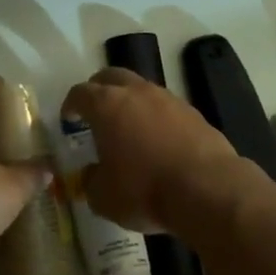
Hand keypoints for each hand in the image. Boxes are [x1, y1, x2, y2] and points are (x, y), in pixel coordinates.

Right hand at [61, 68, 239, 232]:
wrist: (207, 188)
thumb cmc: (145, 190)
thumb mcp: (104, 197)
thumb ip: (91, 181)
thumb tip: (92, 174)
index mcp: (107, 105)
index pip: (80, 93)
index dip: (71, 104)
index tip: (68, 117)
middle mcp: (136, 92)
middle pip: (111, 77)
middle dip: (99, 89)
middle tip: (94, 110)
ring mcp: (167, 98)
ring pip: (141, 89)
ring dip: (130, 101)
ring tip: (128, 127)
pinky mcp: (192, 112)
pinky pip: (165, 106)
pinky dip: (155, 117)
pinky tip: (157, 140)